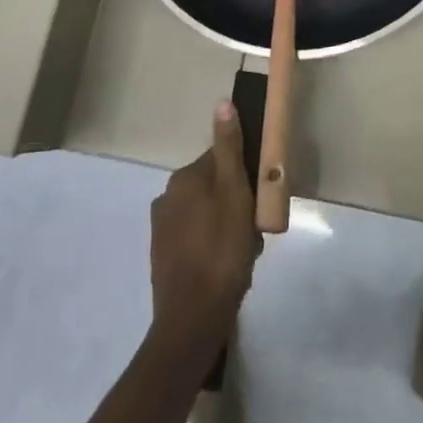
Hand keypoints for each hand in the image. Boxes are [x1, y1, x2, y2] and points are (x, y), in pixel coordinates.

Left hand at [149, 102, 257, 360]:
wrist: (192, 320)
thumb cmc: (221, 250)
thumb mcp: (234, 192)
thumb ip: (229, 148)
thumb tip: (222, 102)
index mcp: (184, 178)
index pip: (222, 160)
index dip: (245, 176)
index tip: (260, 197)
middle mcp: (167, 197)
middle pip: (214, 187)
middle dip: (236, 204)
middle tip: (254, 231)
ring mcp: (162, 229)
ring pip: (207, 214)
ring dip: (227, 226)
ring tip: (244, 252)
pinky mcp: (164, 258)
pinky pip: (196, 239)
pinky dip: (213, 246)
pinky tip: (227, 268)